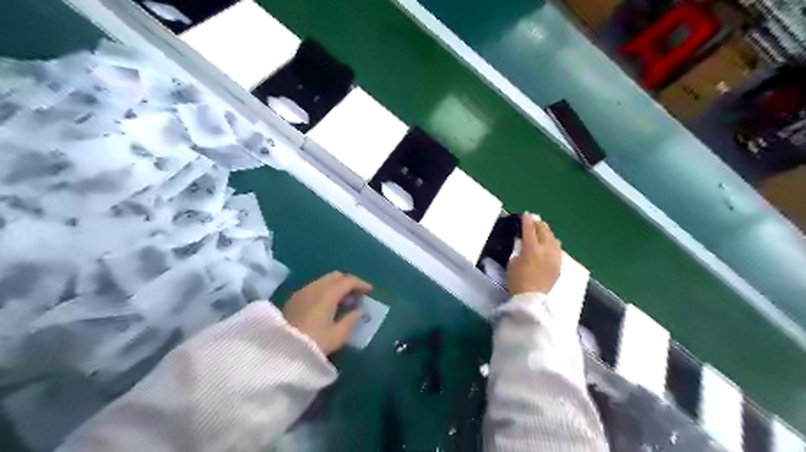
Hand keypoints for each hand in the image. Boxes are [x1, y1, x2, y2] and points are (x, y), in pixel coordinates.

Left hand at [281, 272, 372, 356]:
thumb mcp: (338, 335)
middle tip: (357, 294)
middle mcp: (315, 287)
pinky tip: (327, 304)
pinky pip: (315, 286)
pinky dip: (325, 290)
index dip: (361, 284)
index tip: (370, 291)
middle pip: (336, 276)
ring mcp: (303, 291)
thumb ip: (352, 320)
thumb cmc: (314, 342)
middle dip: (348, 282)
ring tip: (344, 300)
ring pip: (324, 280)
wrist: (279, 351)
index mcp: (328, 293)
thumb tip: (361, 310)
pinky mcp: (294, 298)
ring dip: (336, 286)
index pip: (348, 280)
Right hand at [506, 215, 561, 296]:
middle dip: (538, 224)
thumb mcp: (512, 263)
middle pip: (544, 231)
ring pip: (553, 239)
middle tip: (533, 221)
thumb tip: (522, 242)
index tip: (525, 215)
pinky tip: (550, 243)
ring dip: (547, 232)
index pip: (530, 229)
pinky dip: (552, 243)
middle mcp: (546, 250)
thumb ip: (518, 250)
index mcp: (531, 249)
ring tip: (542, 230)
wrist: (531, 298)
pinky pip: (557, 249)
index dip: (527, 221)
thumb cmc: (516, 281)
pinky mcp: (558, 265)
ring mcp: (554, 258)